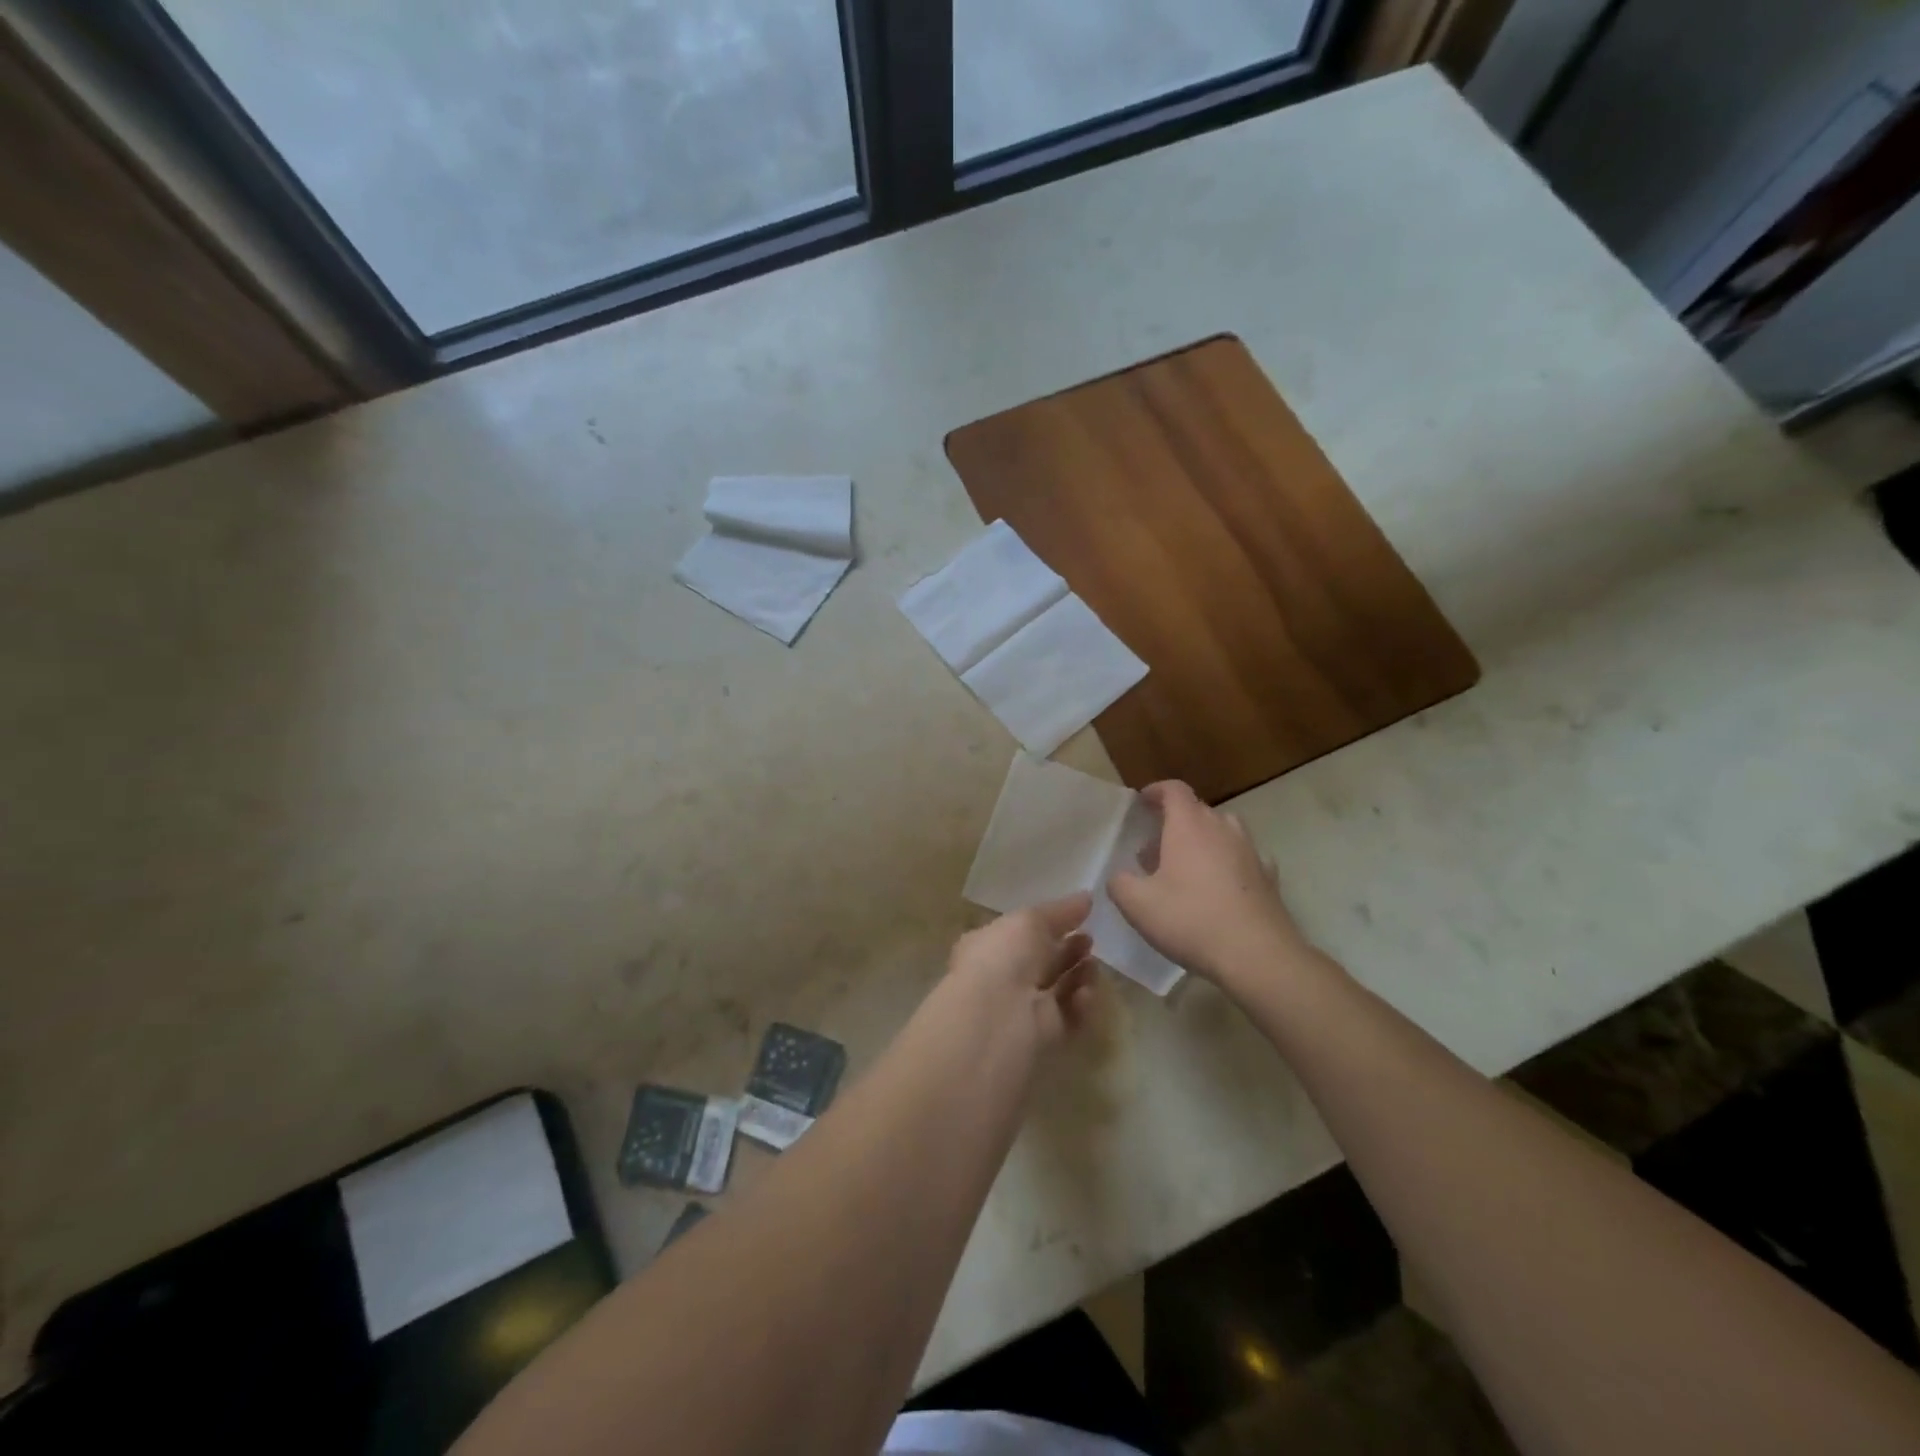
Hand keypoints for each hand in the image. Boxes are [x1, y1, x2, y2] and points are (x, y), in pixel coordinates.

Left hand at [944, 893, 1096, 1046]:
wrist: (999, 1015)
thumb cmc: (1005, 956)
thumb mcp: (1030, 919)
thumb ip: (1060, 910)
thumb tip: (1087, 898)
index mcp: (989, 946)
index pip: (1021, 934)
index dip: (1050, 925)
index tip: (1079, 917)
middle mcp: (1004, 977)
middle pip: (1044, 962)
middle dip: (1069, 950)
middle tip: (1090, 940)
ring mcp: (1024, 1008)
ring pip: (1060, 989)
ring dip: (1080, 976)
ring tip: (1093, 965)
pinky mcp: (1045, 1035)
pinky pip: (1070, 1016)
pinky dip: (1081, 1004)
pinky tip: (1085, 993)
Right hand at [1107, 782, 1311, 985]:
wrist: (1257, 954)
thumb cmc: (1190, 919)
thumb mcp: (1137, 904)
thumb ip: (1120, 883)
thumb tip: (1120, 876)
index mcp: (1189, 825)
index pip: (1174, 790)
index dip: (1157, 791)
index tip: (1143, 801)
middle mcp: (1222, 828)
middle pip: (1198, 810)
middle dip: (1174, 822)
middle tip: (1154, 849)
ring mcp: (1250, 851)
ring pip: (1224, 832)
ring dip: (1203, 841)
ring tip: (1186, 868)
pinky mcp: (1268, 877)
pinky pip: (1244, 858)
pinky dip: (1229, 863)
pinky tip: (1221, 886)